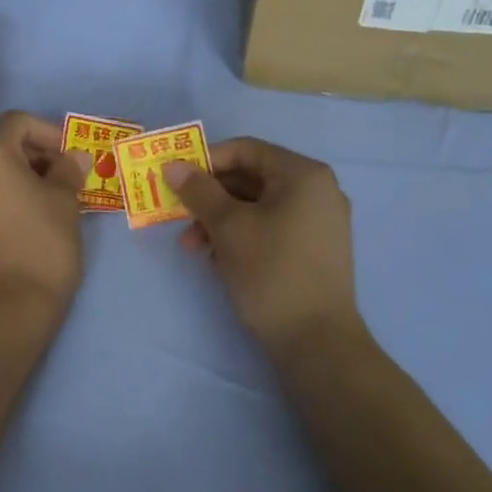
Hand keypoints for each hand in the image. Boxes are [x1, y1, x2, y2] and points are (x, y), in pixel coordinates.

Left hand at [0, 113, 90, 316]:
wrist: (9, 308)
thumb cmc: (42, 244)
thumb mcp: (65, 201)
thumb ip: (68, 169)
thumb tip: (74, 156)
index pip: (18, 123)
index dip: (49, 132)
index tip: (71, 154)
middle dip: (32, 155)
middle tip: (63, 175)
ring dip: (15, 177)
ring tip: (46, 198)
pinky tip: (22, 217)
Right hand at [165, 138, 359, 354]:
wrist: (316, 342)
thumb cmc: (271, 273)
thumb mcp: (228, 228)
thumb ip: (199, 191)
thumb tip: (172, 165)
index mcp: (303, 175)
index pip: (246, 150)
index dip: (206, 161)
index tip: (176, 181)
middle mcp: (317, 191)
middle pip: (251, 178)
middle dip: (210, 198)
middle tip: (179, 219)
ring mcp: (319, 222)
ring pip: (257, 207)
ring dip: (220, 221)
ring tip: (193, 249)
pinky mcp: (314, 250)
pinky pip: (271, 228)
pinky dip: (241, 237)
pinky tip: (218, 261)